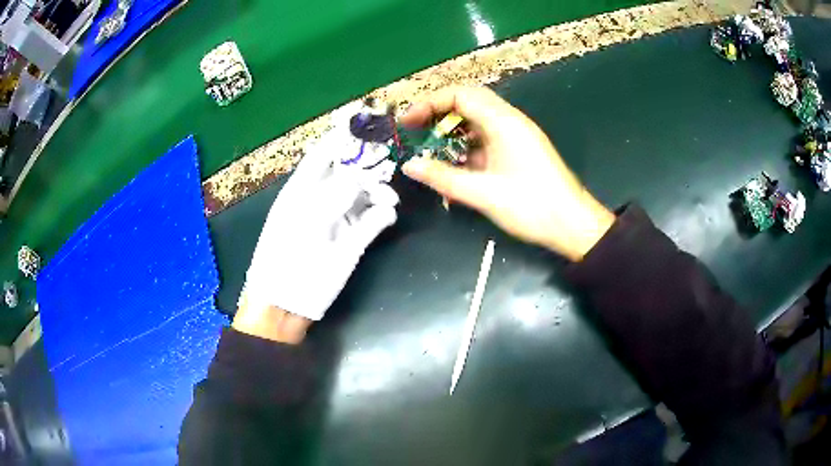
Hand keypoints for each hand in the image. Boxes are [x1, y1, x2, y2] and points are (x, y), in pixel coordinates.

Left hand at [238, 132, 399, 341]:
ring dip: (379, 190)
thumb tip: (360, 175)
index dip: (342, 136)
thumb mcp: (307, 223)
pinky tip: (387, 215)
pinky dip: (383, 214)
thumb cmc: (287, 261)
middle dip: (369, 164)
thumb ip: (335, 193)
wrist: (286, 305)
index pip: (324, 154)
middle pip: (349, 172)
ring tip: (388, 197)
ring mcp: (338, 220)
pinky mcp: (353, 241)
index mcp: (302, 190)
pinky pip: (373, 220)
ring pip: (365, 194)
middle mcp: (322, 200)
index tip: (366, 120)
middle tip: (388, 159)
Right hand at [400, 87, 613, 260]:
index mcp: (503, 122)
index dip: (429, 104)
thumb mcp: (482, 193)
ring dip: (452, 130)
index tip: (408, 123)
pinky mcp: (519, 149)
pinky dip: (467, 145)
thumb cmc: (531, 206)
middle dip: (438, 113)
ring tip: (432, 150)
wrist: (572, 224)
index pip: (460, 95)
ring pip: (477, 120)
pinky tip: (456, 165)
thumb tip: (410, 166)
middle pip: (468, 102)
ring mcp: (516, 135)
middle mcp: (510, 121)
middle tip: (416, 131)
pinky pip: (487, 137)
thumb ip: (443, 177)